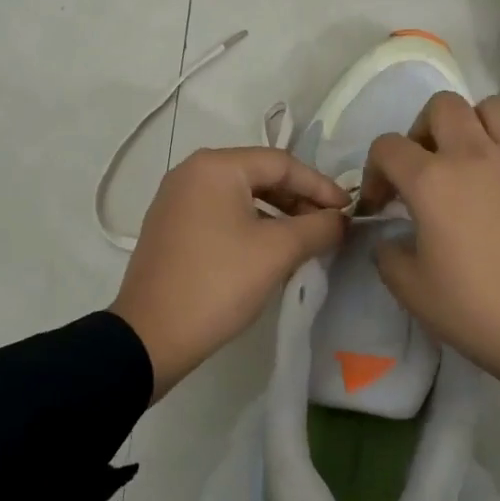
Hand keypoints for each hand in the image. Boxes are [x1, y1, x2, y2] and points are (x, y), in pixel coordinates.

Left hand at [111, 147, 348, 399]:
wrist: (151, 336)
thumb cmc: (218, 283)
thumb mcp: (277, 252)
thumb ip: (318, 227)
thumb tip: (341, 219)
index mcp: (215, 166)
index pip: (282, 163)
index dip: (320, 185)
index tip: (348, 210)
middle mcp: (191, 172)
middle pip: (259, 175)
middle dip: (299, 199)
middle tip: (329, 225)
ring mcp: (176, 200)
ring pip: (241, 196)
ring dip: (278, 214)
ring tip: (305, 240)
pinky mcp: (171, 227)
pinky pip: (221, 214)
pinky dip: (251, 225)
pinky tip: (270, 250)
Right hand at [360, 94, 499, 453]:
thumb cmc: (478, 310)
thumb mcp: (412, 291)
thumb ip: (388, 256)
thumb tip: (392, 239)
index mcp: (431, 181)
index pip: (388, 147)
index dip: (376, 171)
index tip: (383, 205)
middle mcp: (475, 155)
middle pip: (442, 106)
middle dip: (424, 129)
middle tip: (427, 167)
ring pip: (493, 107)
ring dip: (475, 126)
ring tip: (474, 160)